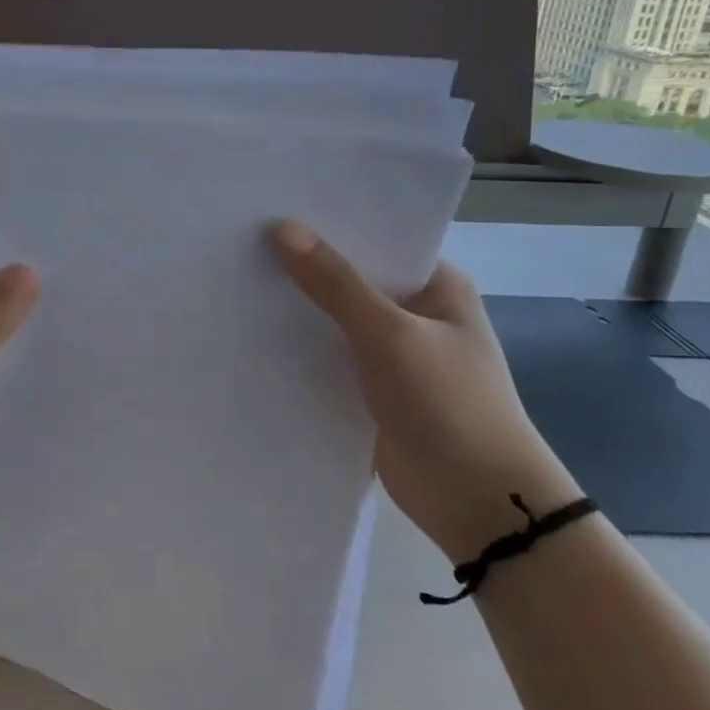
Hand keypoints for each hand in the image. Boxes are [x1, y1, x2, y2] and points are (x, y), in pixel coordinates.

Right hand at [271, 221, 580, 560]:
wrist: (477, 503)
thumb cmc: (448, 404)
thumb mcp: (391, 335)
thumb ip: (335, 285)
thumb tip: (281, 229)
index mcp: (435, 284)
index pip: (376, 239)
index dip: (328, 223)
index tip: (272, 205)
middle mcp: (413, 312)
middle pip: (350, 278)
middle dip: (303, 265)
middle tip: (240, 237)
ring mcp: (391, 353)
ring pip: (333, 319)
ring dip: (296, 308)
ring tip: (233, 276)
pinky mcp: (369, 389)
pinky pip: (326, 357)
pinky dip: (298, 348)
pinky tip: (250, 331)